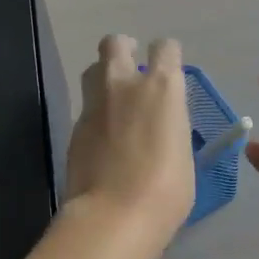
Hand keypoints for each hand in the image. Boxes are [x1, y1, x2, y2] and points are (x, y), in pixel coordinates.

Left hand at [65, 35, 194, 246]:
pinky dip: (96, 113)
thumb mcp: (183, 153)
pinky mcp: (75, 127)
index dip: (167, 55)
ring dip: (104, 76)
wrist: (114, 215)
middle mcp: (125, 84)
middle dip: (124, 49)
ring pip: (93, 70)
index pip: (165, 48)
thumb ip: (171, 128)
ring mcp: (95, 104)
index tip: (169, 68)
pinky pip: (86, 106)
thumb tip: (162, 126)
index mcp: (162, 88)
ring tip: (115, 100)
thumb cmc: (167, 190)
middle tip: (132, 69)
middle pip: (116, 44)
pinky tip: (104, 136)